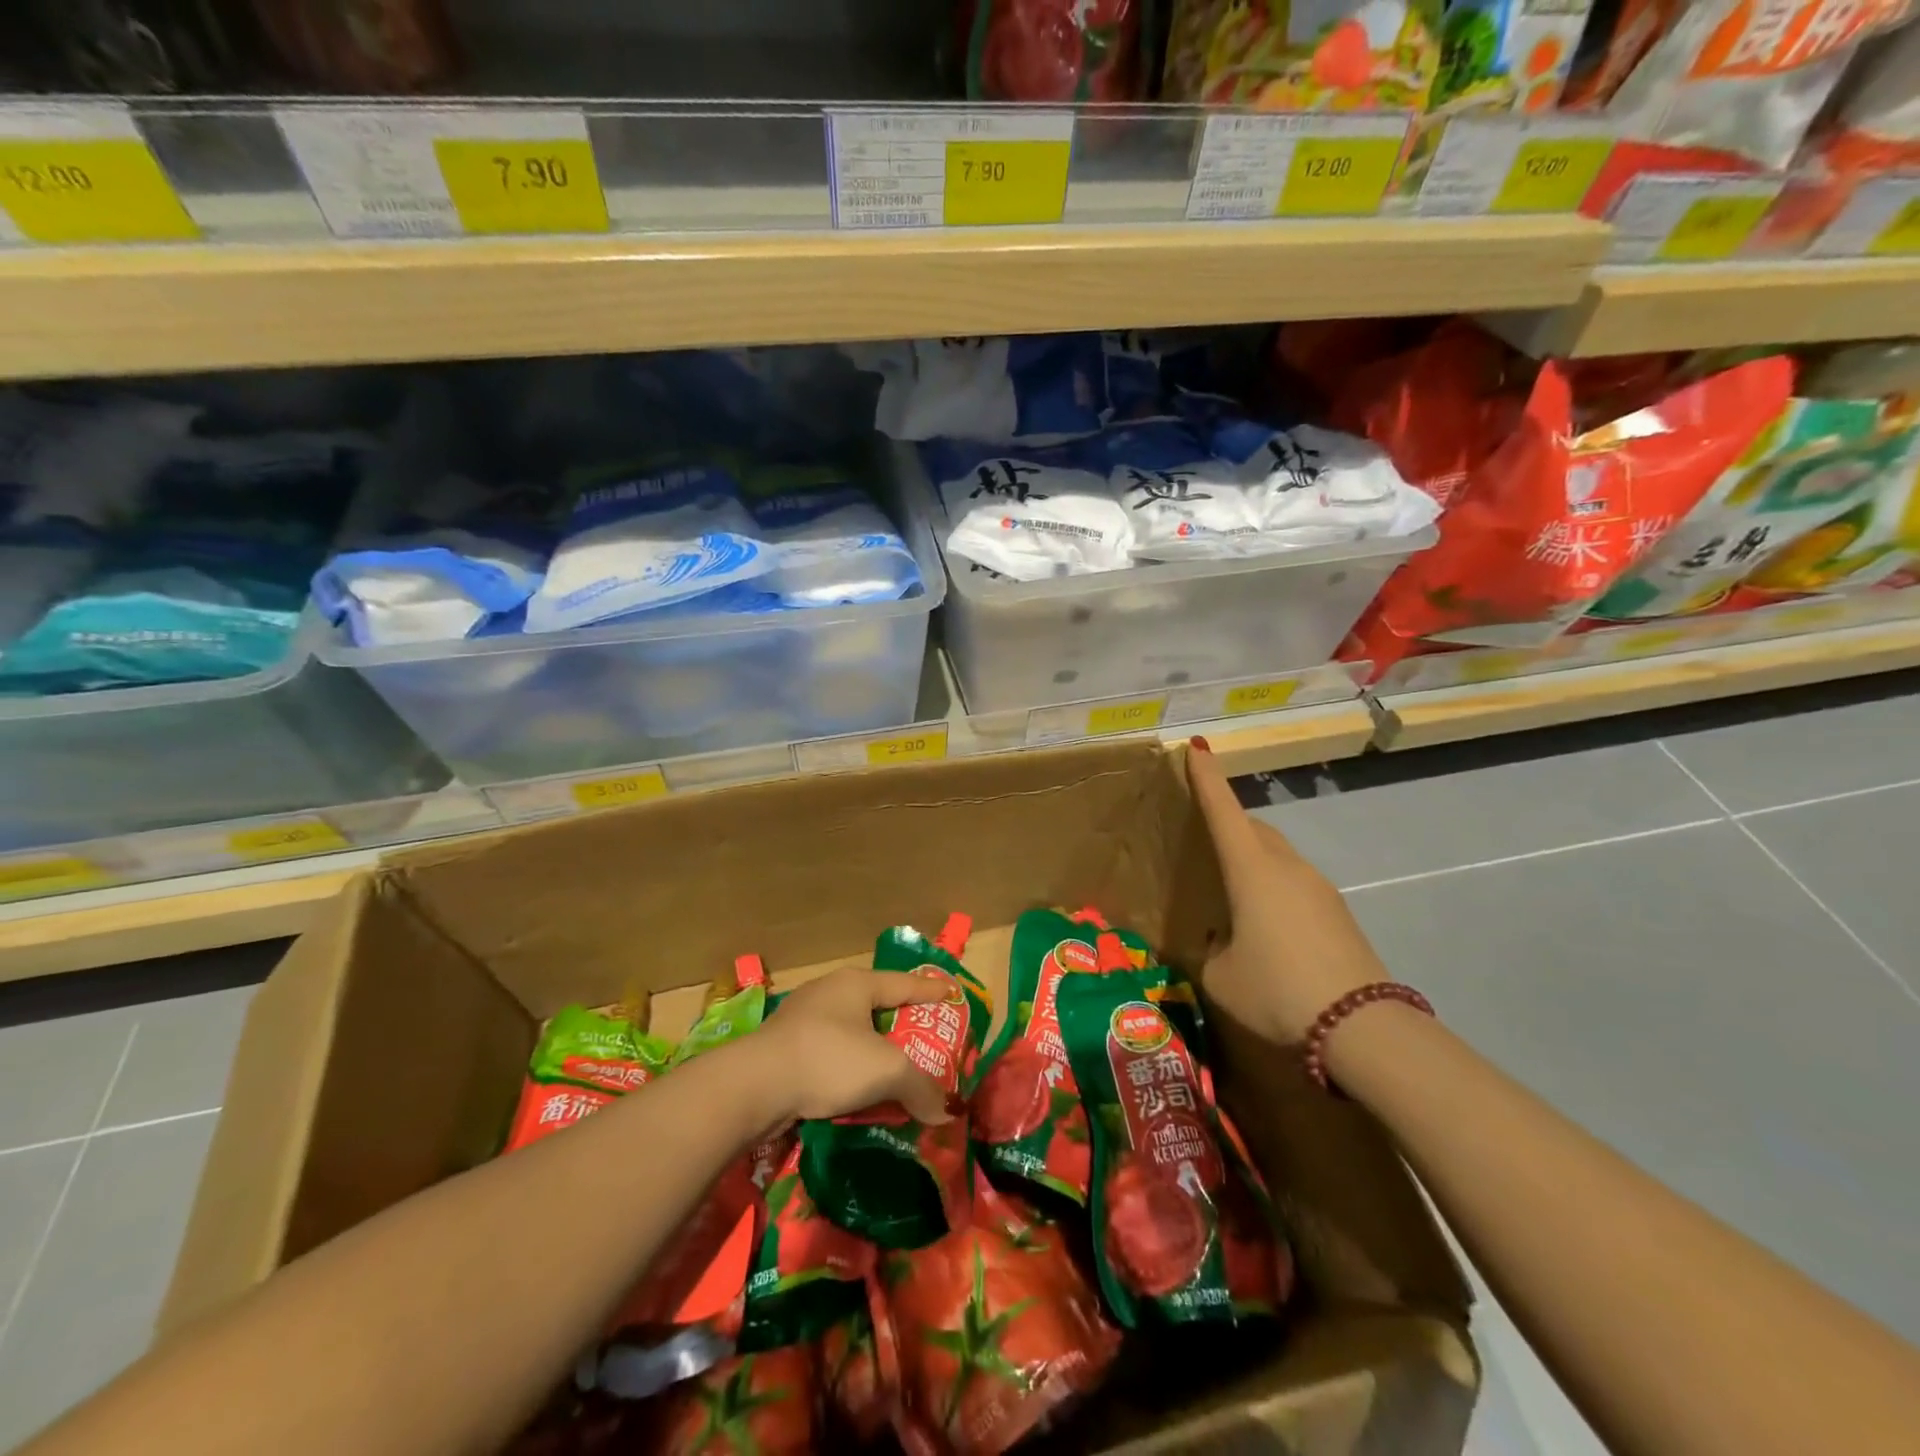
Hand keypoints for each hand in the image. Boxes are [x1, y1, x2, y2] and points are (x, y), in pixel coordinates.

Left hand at [750, 968, 955, 1125]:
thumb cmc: (828, 1059)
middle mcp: (830, 992)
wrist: (754, 1086)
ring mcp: (803, 1019)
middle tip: (926, 1039)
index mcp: (856, 984)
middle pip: (876, 1005)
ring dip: (873, 1050)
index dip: (931, 991)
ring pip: (852, 1031)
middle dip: (901, 1022)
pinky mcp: (785, 1048)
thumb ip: (921, 1088)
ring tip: (894, 1068)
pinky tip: (857, 1089)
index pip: (904, 983)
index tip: (951, 994)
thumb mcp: (886, 1070)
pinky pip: (831, 1053)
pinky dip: (849, 1068)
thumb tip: (946, 1111)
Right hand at [1187, 740, 1390, 1043]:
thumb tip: (1219, 942)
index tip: (1196, 747)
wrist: (1361, 1027)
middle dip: (1228, 823)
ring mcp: (1318, 887)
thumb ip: (1210, 950)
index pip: (1223, 810)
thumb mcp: (1220, 976)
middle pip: (1253, 828)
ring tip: (1231, 891)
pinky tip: (1263, 925)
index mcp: (1251, 869)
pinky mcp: (1337, 912)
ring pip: (1277, 855)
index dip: (1207, 777)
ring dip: (1252, 859)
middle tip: (1204, 838)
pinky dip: (1272, 886)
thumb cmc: (1277, 990)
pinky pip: (1294, 883)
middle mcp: (1287, 867)